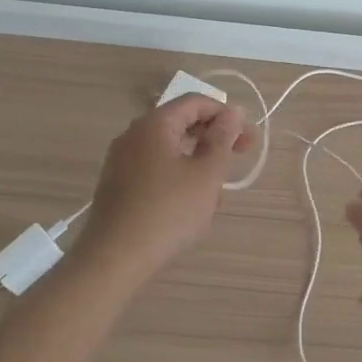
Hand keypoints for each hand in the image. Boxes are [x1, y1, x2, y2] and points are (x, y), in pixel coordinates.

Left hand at [76, 95, 250, 272]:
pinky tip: (189, 206)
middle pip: (180, 123)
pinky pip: (154, 169)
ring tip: (215, 194)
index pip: (195, 102)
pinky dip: (177, 177)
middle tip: (238, 159)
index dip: (226, 115)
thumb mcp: (207, 174)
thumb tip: (232, 112)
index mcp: (154, 124)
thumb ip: (223, 139)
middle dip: (213, 138)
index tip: (247, 140)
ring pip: (169, 149)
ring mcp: (121, 160)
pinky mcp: (117, 185)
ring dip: (197, 162)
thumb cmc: (168, 211)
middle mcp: (133, 135)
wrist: (114, 259)